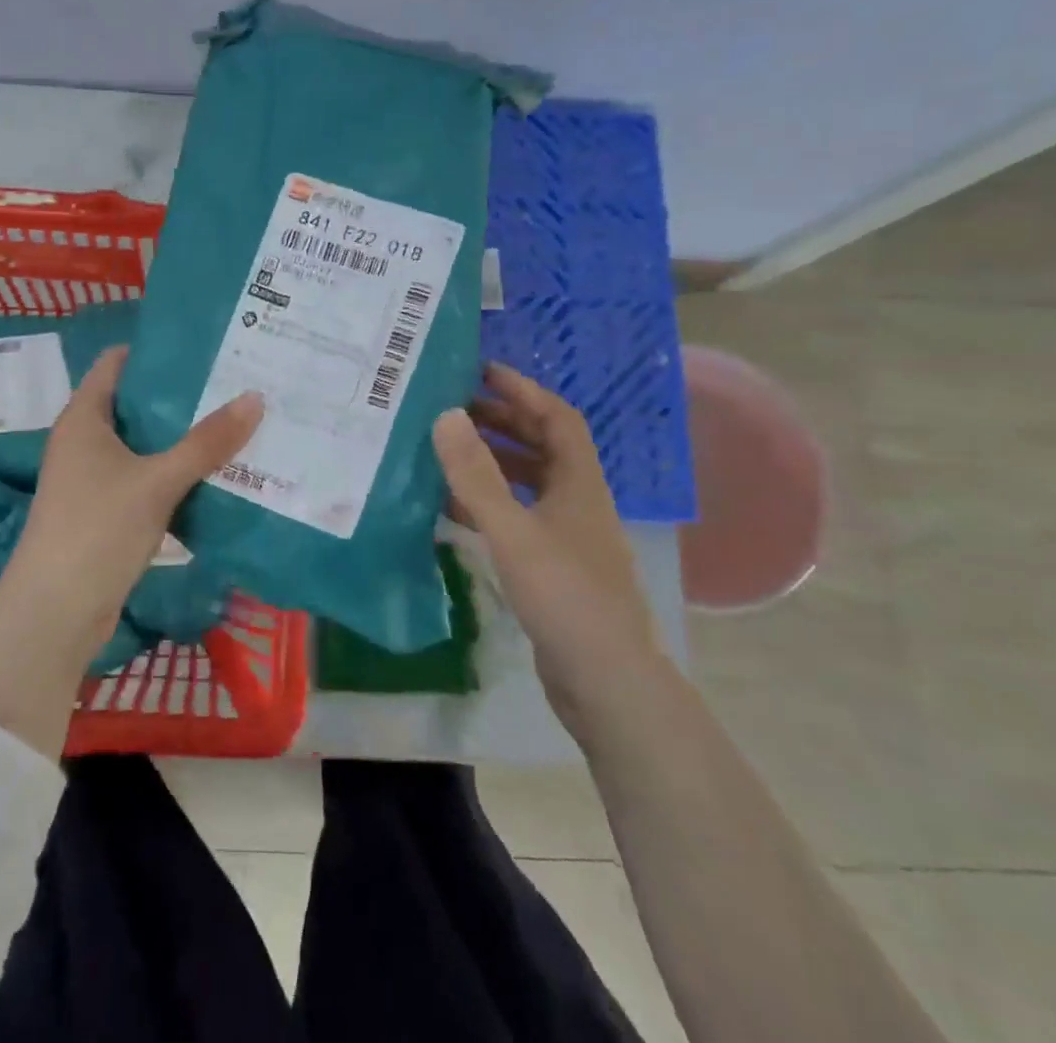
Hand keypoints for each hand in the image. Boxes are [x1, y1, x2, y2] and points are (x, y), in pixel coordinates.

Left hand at [0, 346, 261, 756]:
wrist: (55, 614)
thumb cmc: (97, 529)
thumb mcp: (157, 481)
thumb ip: (207, 442)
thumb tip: (255, 397)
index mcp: (84, 417)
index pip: (116, 363)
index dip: (156, 350)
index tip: (204, 345)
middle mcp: (85, 440)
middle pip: (136, 402)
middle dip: (181, 394)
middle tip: (233, 381)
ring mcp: (94, 478)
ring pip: (145, 443)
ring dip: (183, 435)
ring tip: (235, 419)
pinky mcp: (107, 511)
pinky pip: (147, 476)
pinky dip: (176, 471)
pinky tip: (216, 471)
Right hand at [432, 362, 663, 734]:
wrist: (608, 683)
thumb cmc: (565, 597)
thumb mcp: (513, 531)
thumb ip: (476, 475)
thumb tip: (447, 414)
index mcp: (579, 483)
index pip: (557, 417)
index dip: (523, 390)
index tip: (483, 372)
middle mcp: (577, 502)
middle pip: (543, 446)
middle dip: (503, 422)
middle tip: (456, 409)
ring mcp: (567, 536)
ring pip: (529, 483)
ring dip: (494, 462)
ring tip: (449, 451)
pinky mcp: (553, 567)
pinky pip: (518, 517)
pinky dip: (490, 503)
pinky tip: (456, 508)